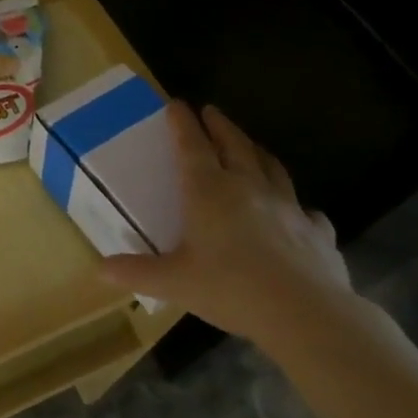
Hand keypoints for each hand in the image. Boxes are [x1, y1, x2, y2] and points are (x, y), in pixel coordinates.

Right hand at [100, 101, 351, 346]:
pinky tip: (298, 213)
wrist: (307, 314)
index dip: (182, 122)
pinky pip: (307, 211)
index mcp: (208, 191)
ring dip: (257, 151)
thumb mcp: (174, 282)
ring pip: (271, 167)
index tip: (176, 103)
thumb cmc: (231, 288)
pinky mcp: (317, 232)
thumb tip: (100, 269)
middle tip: (211, 112)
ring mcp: (287, 207)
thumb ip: (137, 272)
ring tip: (250, 146)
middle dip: (220, 126)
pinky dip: (298, 206)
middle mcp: (247, 187)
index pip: (191, 145)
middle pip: (234, 145)